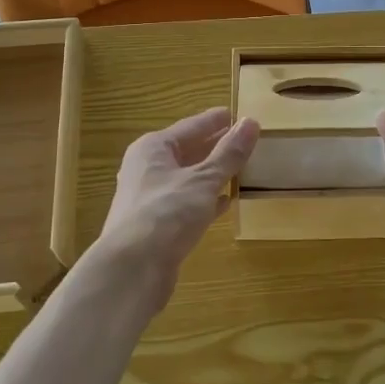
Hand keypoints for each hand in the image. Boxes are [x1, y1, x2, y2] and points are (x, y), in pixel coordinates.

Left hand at [99, 107, 258, 304]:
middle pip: (186, 151)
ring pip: (187, 178)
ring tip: (240, 168)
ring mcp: (149, 199)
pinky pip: (186, 203)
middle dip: (214, 147)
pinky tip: (225, 202)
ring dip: (211, 174)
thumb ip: (229, 153)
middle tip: (244, 141)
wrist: (132, 269)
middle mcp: (147, 169)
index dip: (215, 121)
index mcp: (153, 149)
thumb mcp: (204, 179)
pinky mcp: (156, 226)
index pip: (190, 126)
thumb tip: (251, 122)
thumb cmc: (167, 212)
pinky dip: (205, 199)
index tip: (237, 114)